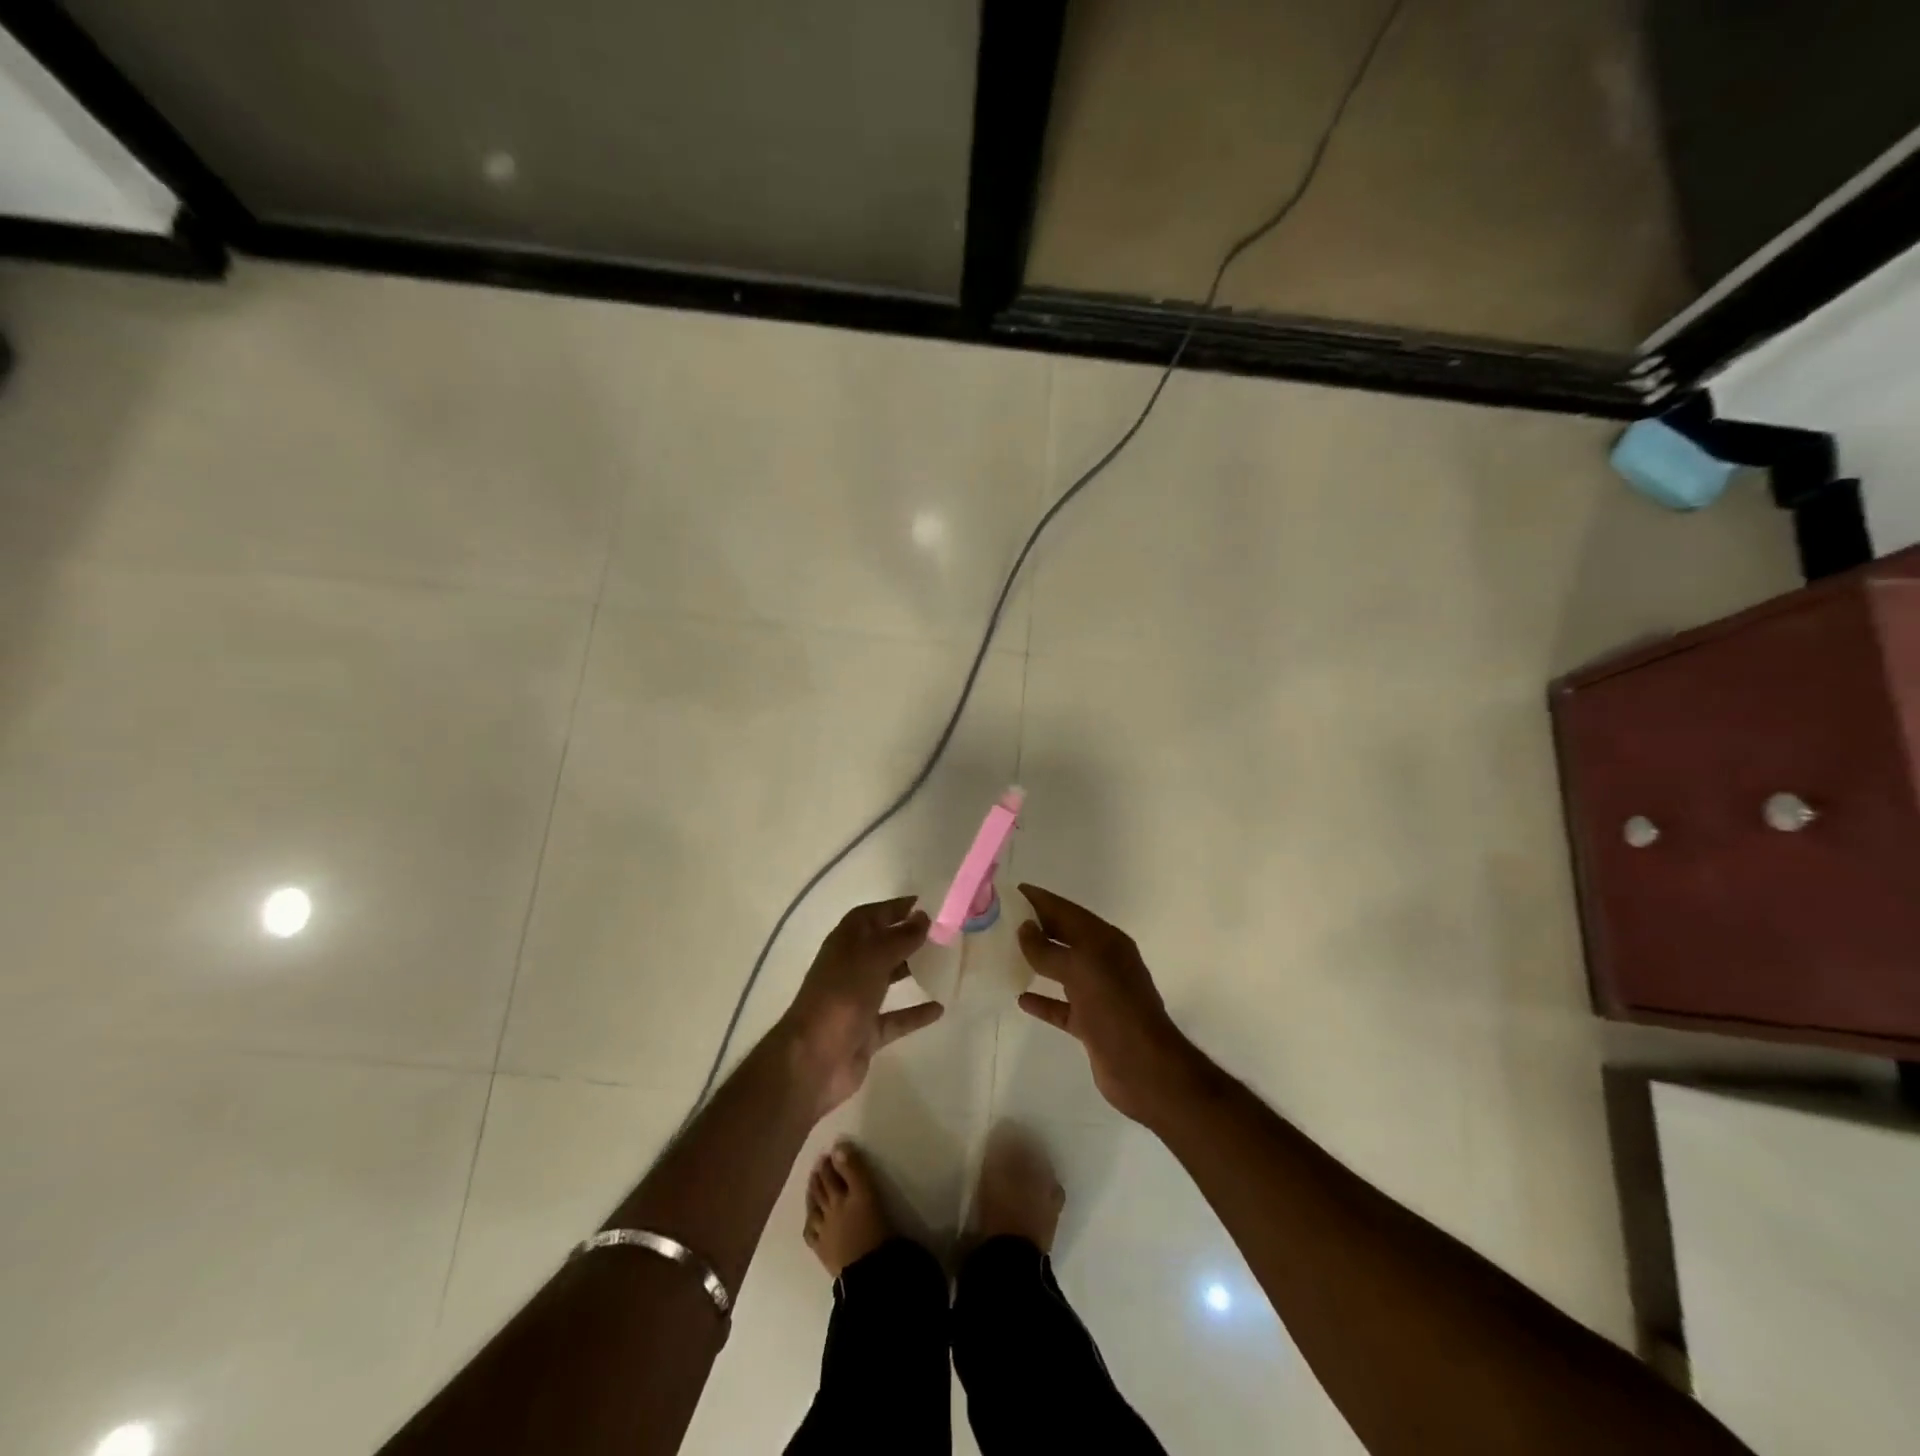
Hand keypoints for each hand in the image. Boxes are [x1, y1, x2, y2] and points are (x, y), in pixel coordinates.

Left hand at [779, 895, 942, 1116]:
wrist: (813, 1059)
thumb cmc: (841, 995)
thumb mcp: (874, 957)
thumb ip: (901, 937)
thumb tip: (923, 916)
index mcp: (846, 942)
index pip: (873, 914)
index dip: (897, 907)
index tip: (929, 904)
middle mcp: (850, 967)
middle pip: (882, 945)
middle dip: (909, 938)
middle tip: (944, 934)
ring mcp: (857, 1000)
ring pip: (889, 979)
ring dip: (912, 971)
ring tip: (945, 963)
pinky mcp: (866, 1031)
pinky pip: (896, 1018)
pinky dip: (915, 1013)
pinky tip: (940, 1008)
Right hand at [1015, 884, 1198, 1124]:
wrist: (1144, 1068)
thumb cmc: (1114, 1009)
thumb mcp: (1080, 970)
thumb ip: (1048, 949)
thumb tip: (1024, 929)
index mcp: (1106, 941)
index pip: (1067, 911)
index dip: (1041, 900)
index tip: (1011, 892)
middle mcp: (1104, 962)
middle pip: (1065, 936)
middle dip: (1037, 927)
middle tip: (1001, 920)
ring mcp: (1099, 994)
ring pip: (1062, 970)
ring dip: (1038, 961)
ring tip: (1006, 952)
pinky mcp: (1092, 1023)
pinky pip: (1062, 1005)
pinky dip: (1043, 1000)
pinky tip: (1020, 998)